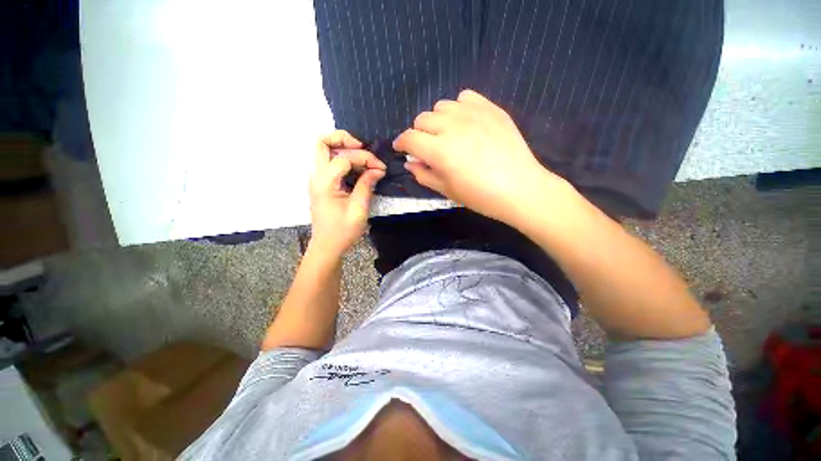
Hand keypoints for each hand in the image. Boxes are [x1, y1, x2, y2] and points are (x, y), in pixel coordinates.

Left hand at [309, 130, 385, 257]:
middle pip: (322, 142)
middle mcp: (317, 176)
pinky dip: (345, 160)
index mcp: (324, 183)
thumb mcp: (359, 209)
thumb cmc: (343, 232)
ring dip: (345, 149)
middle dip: (344, 139)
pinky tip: (359, 168)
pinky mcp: (323, 184)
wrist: (327, 247)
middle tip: (364, 147)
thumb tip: (377, 169)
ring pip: (325, 150)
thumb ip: (366, 185)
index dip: (365, 158)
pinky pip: (331, 163)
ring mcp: (318, 179)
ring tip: (365, 160)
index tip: (381, 168)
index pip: (344, 157)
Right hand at [393, 89, 563, 223]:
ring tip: (448, 134)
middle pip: (422, 119)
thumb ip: (424, 175)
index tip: (402, 149)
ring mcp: (473, 114)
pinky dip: (459, 108)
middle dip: (419, 134)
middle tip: (428, 147)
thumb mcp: (446, 191)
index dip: (401, 143)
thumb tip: (411, 163)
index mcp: (439, 150)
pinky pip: (465, 97)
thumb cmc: (480, 196)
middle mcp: (452, 127)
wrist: (520, 188)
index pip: (409, 138)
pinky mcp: (491, 108)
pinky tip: (465, 123)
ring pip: (441, 106)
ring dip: (437, 120)